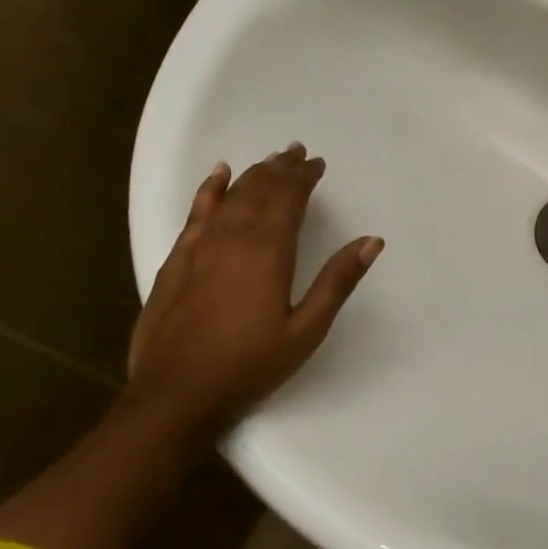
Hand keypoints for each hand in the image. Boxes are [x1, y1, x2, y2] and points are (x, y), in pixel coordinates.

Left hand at [125, 144, 382, 431]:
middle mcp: (233, 237)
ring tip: (270, 160)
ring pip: (230, 196)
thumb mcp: (306, 329)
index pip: (288, 198)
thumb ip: (337, 281)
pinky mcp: (176, 260)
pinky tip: (218, 176)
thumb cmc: (250, 365)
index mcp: (268, 251)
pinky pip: (196, 212)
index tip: (317, 164)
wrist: (175, 395)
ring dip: (252, 174)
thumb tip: (372, 241)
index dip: (303, 177)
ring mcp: (199, 246)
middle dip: (280, 169)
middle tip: (297, 152)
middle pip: (259, 189)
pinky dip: (210, 189)